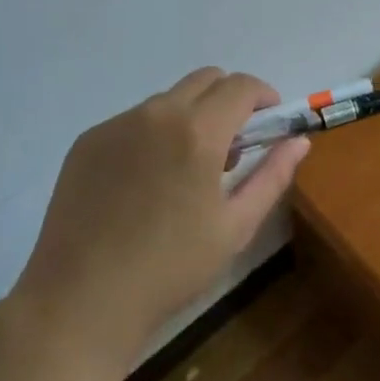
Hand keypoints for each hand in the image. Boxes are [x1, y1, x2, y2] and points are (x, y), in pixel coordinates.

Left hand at [12, 68, 309, 357]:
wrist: (81, 300)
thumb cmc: (170, 268)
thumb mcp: (235, 226)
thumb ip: (272, 175)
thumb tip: (299, 141)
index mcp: (198, 132)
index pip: (241, 86)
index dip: (263, 96)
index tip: (270, 122)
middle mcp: (156, 114)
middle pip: (206, 80)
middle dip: (229, 100)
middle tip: (233, 146)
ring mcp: (116, 125)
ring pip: (169, 100)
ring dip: (191, 117)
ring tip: (186, 170)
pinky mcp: (88, 141)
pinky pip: (134, 121)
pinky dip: (154, 134)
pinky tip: (146, 183)